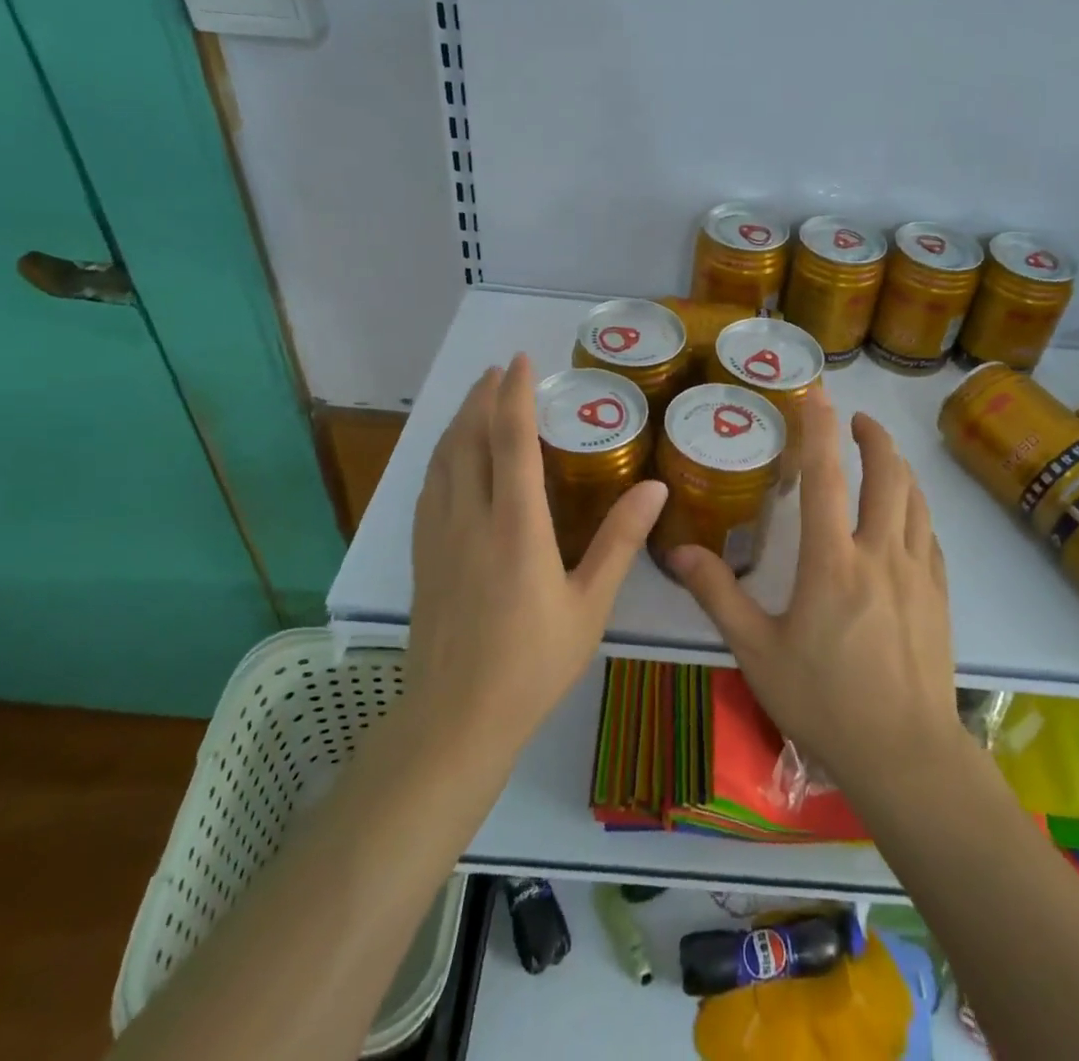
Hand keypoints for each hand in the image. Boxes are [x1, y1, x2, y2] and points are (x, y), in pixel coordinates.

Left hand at [407, 355, 666, 753]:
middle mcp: (471, 518)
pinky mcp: (423, 555)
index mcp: (516, 526)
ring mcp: (439, 536)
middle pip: (469, 439)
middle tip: (498, 370)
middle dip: (482, 397)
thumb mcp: (589, 605)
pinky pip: (430, 488)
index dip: (515, 395)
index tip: (520, 360)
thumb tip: (655, 488)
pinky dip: (442, 456)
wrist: (456, 719)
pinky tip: (449, 458)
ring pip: (443, 459)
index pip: (511, 441)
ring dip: (459, 421)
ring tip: (475, 399)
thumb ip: (619, 542)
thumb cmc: (532, 663)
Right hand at [668, 387, 964, 794]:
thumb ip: (719, 596)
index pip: (826, 476)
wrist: (906, 755)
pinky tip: (909, 517)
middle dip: (873, 437)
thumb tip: (680, 552)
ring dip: (899, 468)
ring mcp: (918, 574)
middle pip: (887, 475)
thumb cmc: (825, 703)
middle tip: (857, 419)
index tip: (819, 394)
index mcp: (832, 561)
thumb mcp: (757, 652)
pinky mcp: (940, 597)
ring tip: (883, 457)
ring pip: (916, 501)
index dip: (820, 428)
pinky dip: (918, 511)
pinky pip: (931, 536)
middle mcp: (880, 553)